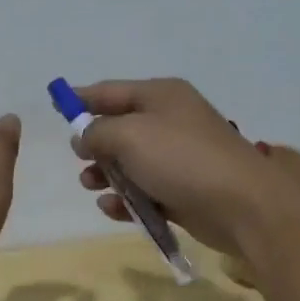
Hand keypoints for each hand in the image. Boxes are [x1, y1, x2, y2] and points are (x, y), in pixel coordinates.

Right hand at [73, 78, 299, 255]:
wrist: (244, 205)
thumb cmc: (182, 159)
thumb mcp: (129, 136)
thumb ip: (98, 132)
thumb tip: (85, 136)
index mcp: (161, 95)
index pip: (111, 91)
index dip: (81, 98)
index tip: (55, 106)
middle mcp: (171, 120)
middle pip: (120, 127)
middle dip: (96, 145)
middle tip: (82, 161)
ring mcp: (179, 157)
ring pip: (131, 162)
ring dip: (107, 174)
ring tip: (92, 186)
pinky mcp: (184, 190)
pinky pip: (146, 190)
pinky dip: (128, 199)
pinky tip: (113, 209)